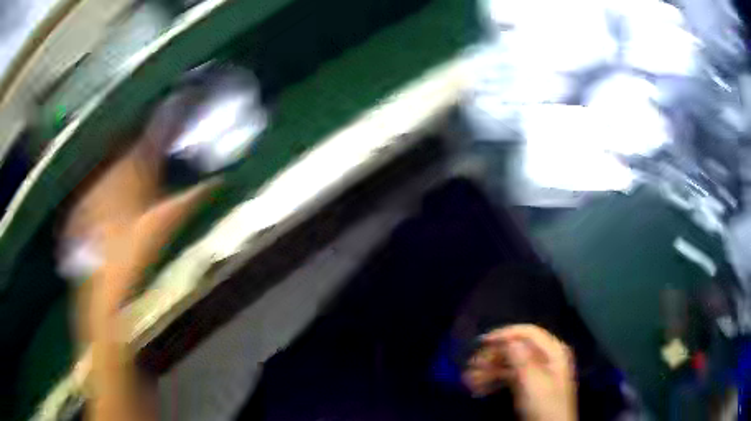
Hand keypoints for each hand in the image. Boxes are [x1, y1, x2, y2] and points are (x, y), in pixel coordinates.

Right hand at [464, 324, 576, 420]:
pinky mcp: (528, 385)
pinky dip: (493, 380)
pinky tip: (478, 387)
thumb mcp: (532, 381)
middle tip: (471, 365)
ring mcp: (536, 371)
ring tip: (469, 379)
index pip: (528, 332)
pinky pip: (509, 376)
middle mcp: (545, 357)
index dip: (505, 334)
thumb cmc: (544, 404)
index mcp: (552, 351)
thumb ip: (521, 358)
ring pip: (510, 363)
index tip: (482, 342)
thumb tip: (507, 340)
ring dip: (489, 369)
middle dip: (493, 355)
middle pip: (516, 348)